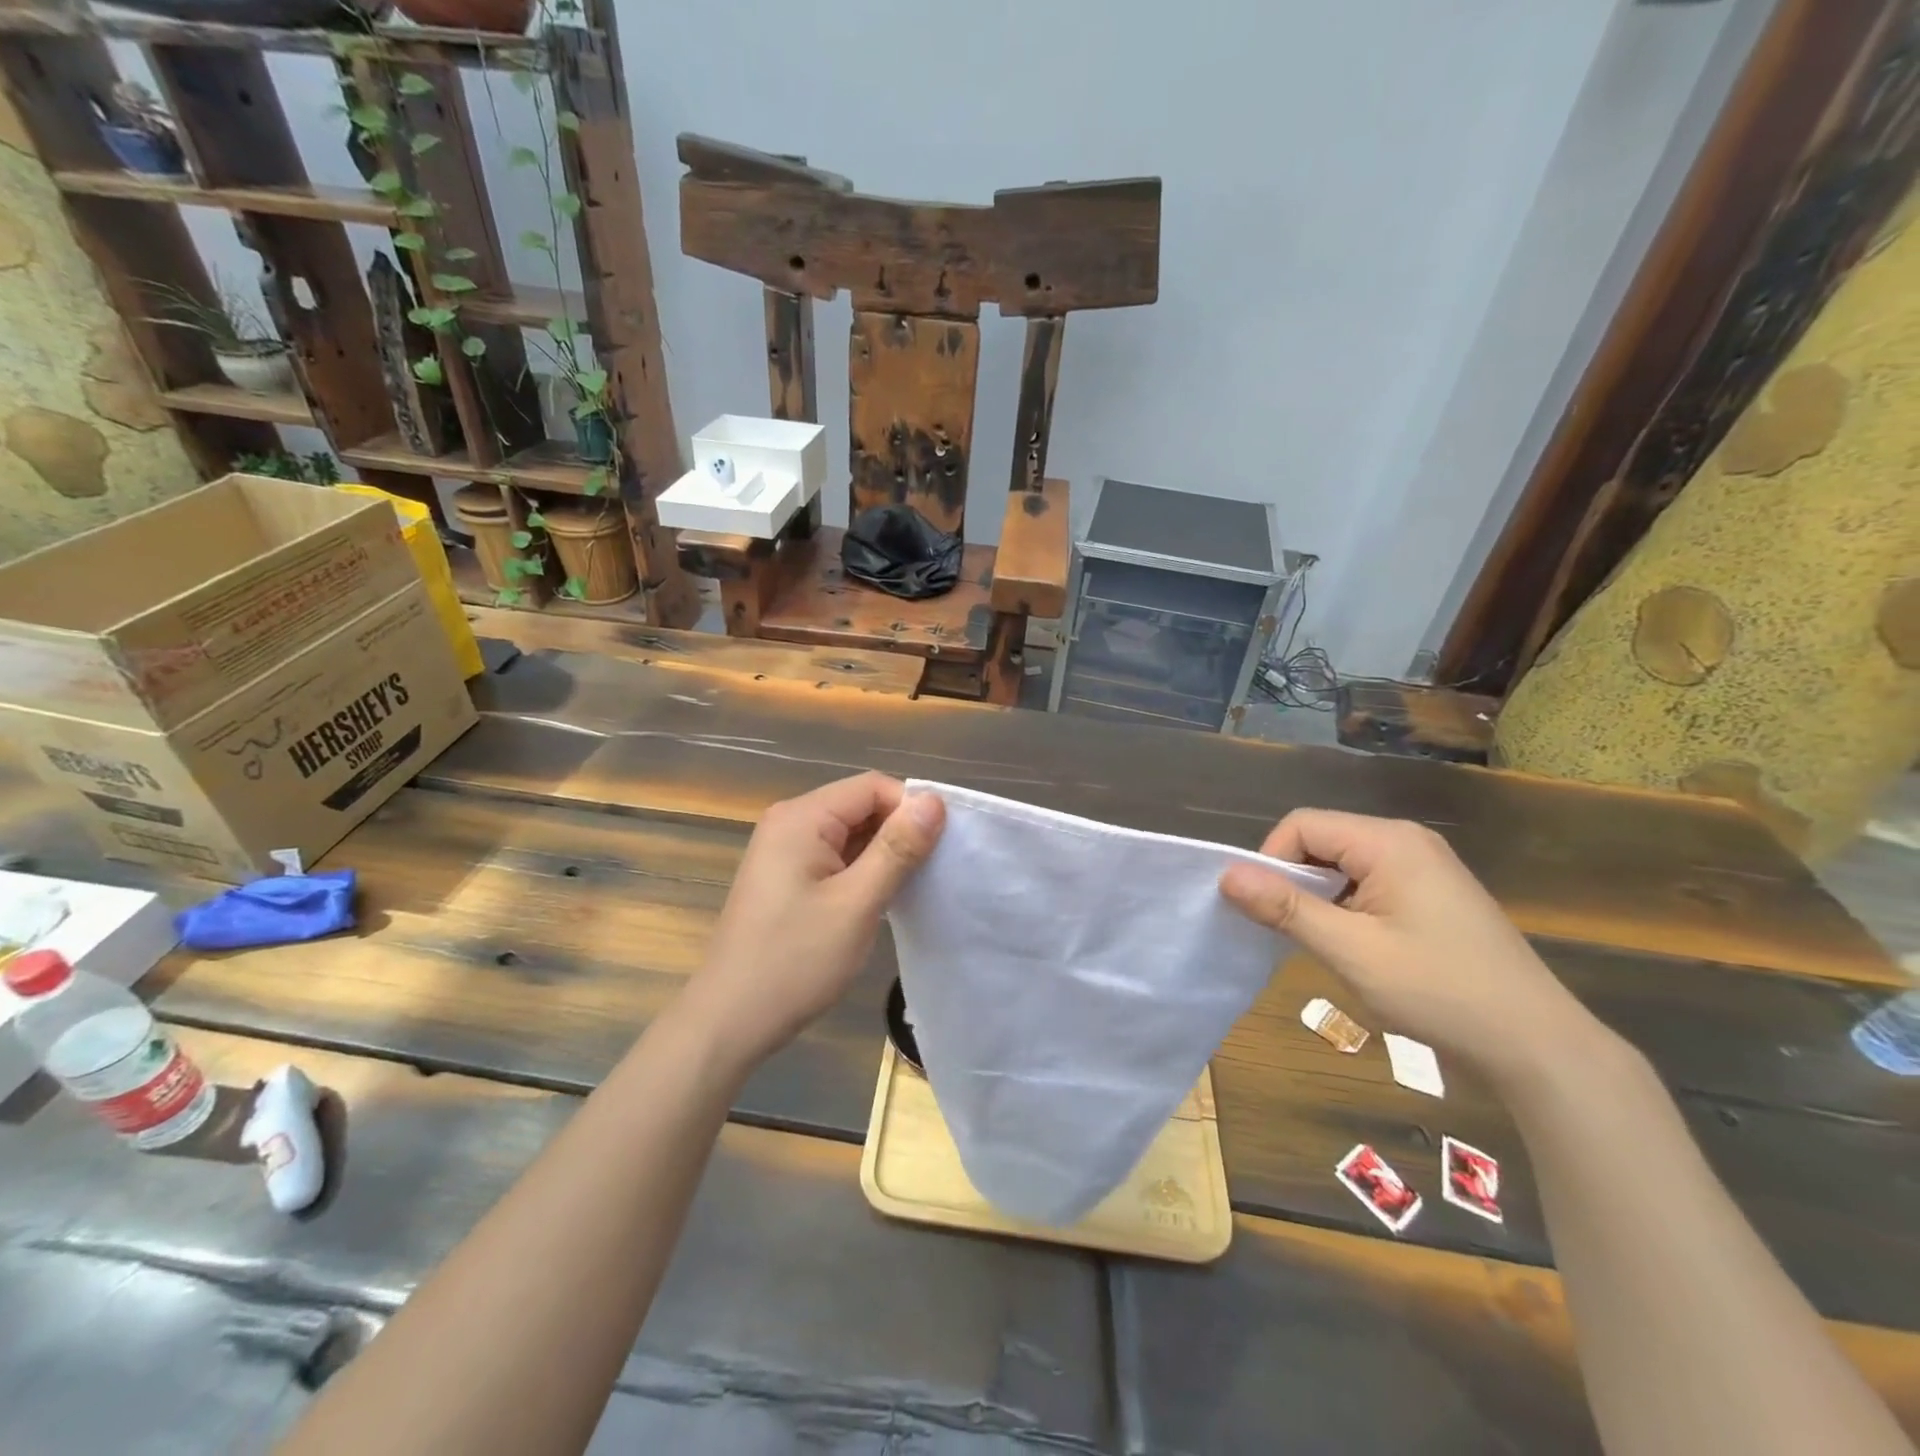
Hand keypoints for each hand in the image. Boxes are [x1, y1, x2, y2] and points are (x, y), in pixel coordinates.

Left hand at [680, 773, 944, 1072]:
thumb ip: (897, 848)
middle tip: (930, 871)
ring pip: (850, 832)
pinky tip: (879, 899)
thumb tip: (933, 801)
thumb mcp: (857, 903)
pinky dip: (861, 870)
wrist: (730, 1020)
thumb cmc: (795, 960)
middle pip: (860, 805)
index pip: (872, 786)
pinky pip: (834, 855)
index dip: (910, 808)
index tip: (940, 846)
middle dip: (898, 831)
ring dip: (882, 853)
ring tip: (910, 887)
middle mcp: (789, 822)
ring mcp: (783, 850)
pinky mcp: (785, 876)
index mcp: (802, 817)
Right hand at [1219, 809, 1603, 1087]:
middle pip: (1322, 840)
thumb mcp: (1351, 951)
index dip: (1271, 861)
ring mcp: (1425, 867)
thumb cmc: (1439, 991)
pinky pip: (1369, 883)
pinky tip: (1355, 947)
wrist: (1537, 1045)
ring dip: (1319, 897)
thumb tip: (1226, 875)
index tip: (1266, 911)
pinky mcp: (1433, 894)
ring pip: (1343, 864)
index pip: (1302, 825)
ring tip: (1323, 943)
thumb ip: (1286, 908)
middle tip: (1290, 931)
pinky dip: (1346, 907)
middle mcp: (1407, 841)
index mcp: (1389, 841)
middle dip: (1294, 880)